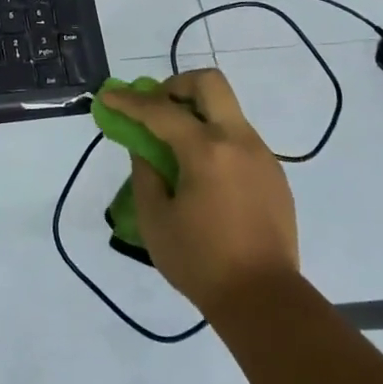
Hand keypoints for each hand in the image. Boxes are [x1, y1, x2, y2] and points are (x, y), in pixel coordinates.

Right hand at [98, 69, 298, 315]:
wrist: (265, 300)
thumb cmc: (200, 261)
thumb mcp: (155, 219)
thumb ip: (145, 173)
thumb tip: (144, 148)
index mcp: (207, 151)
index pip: (160, 110)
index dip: (129, 101)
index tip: (108, 96)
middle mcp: (239, 141)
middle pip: (209, 83)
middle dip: (176, 85)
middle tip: (156, 108)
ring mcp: (262, 155)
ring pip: (226, 110)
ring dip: (197, 114)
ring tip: (175, 148)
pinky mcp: (274, 174)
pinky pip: (239, 139)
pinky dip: (215, 139)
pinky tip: (203, 175)